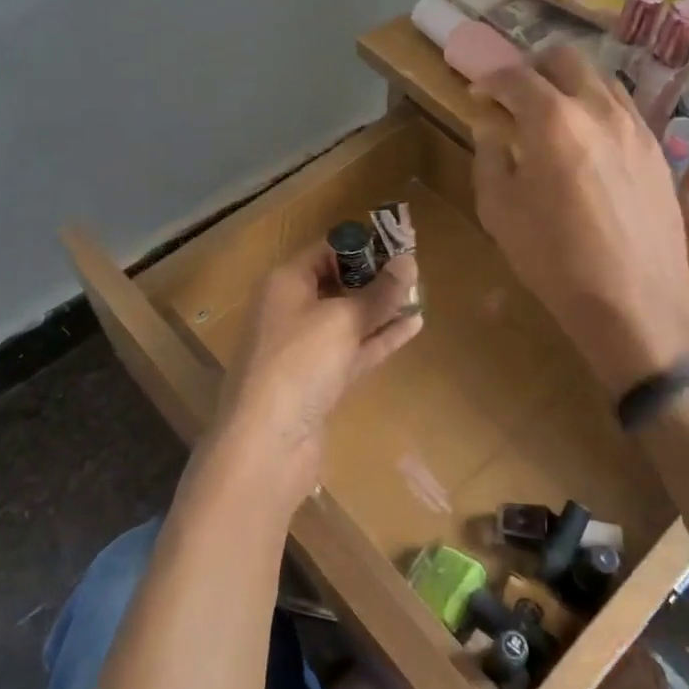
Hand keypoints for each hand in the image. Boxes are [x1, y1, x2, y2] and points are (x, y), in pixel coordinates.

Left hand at [206, 243, 421, 505]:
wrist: (266, 445)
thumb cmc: (299, 364)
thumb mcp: (342, 320)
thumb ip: (379, 292)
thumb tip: (409, 261)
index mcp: (285, 283)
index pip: (326, 249)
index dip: (364, 245)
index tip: (402, 242)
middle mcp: (291, 310)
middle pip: (337, 283)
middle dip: (375, 277)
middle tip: (417, 271)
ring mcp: (304, 348)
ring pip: (348, 319)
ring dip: (382, 308)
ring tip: (421, 295)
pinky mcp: (318, 380)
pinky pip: (353, 349)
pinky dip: (380, 338)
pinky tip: (413, 326)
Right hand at [470, 48, 688, 397]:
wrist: (635, 301)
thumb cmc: (553, 259)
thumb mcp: (499, 210)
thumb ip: (490, 156)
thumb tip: (492, 127)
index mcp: (552, 120)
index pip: (515, 76)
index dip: (489, 80)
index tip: (478, 95)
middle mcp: (598, 109)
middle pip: (564, 58)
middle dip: (533, 68)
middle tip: (515, 96)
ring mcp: (635, 126)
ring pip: (599, 78)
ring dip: (569, 85)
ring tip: (553, 118)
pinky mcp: (657, 150)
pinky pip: (623, 109)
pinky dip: (597, 110)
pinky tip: (587, 145)